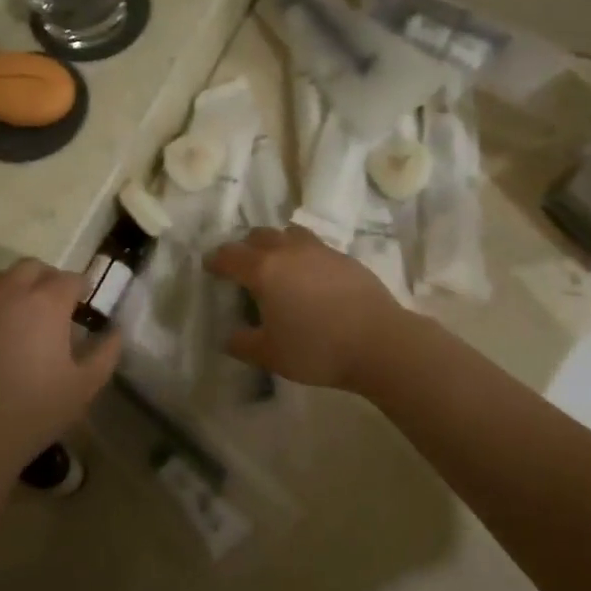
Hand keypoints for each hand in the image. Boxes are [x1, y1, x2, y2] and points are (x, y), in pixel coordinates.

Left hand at [0, 261, 119, 467]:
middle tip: (61, 306)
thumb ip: (106, 353)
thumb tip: (114, 332)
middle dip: (50, 279)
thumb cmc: (36, 409)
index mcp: (47, 302)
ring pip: (4, 277)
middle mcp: (12, 293)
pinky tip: (5, 333)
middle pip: (33, 267)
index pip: (70, 279)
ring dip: (21, 285)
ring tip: (31, 314)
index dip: (83, 288)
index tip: (88, 305)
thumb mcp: (85, 386)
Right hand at [203, 227, 406, 391]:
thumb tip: (230, 336)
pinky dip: (303, 256)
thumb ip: (243, 343)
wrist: (380, 342)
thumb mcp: (270, 355)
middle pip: (259, 236)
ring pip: (289, 235)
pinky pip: (315, 247)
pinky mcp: (345, 257)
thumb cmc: (317, 349)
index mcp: (264, 270)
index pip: (230, 255)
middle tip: (243, 267)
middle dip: (245, 248)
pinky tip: (310, 279)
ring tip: (278, 266)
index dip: (216, 260)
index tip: (210, 268)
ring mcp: (320, 250)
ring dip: (276, 244)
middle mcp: (288, 251)